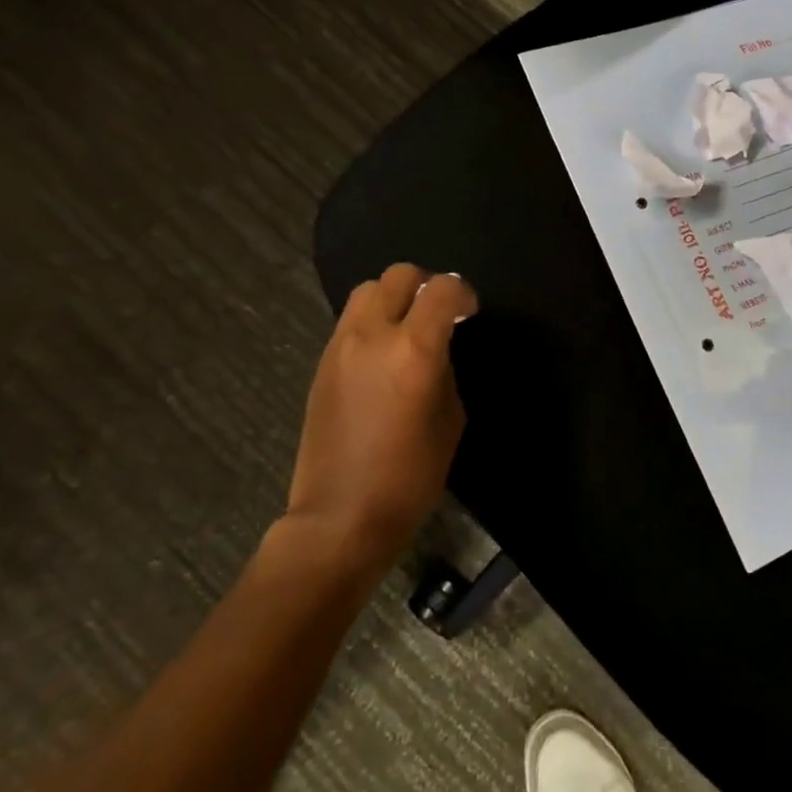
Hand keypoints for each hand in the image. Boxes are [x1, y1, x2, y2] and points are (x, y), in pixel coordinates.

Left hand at [287, 264, 478, 575]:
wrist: (340, 516)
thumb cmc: (409, 476)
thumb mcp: (450, 420)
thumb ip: (445, 370)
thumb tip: (437, 350)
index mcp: (414, 349)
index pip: (442, 289)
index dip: (463, 294)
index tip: (470, 313)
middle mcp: (373, 335)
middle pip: (399, 275)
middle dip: (426, 285)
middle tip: (439, 314)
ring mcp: (340, 346)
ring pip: (367, 290)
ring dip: (394, 298)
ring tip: (407, 329)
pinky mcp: (322, 363)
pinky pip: (351, 321)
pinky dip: (372, 322)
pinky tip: (382, 356)